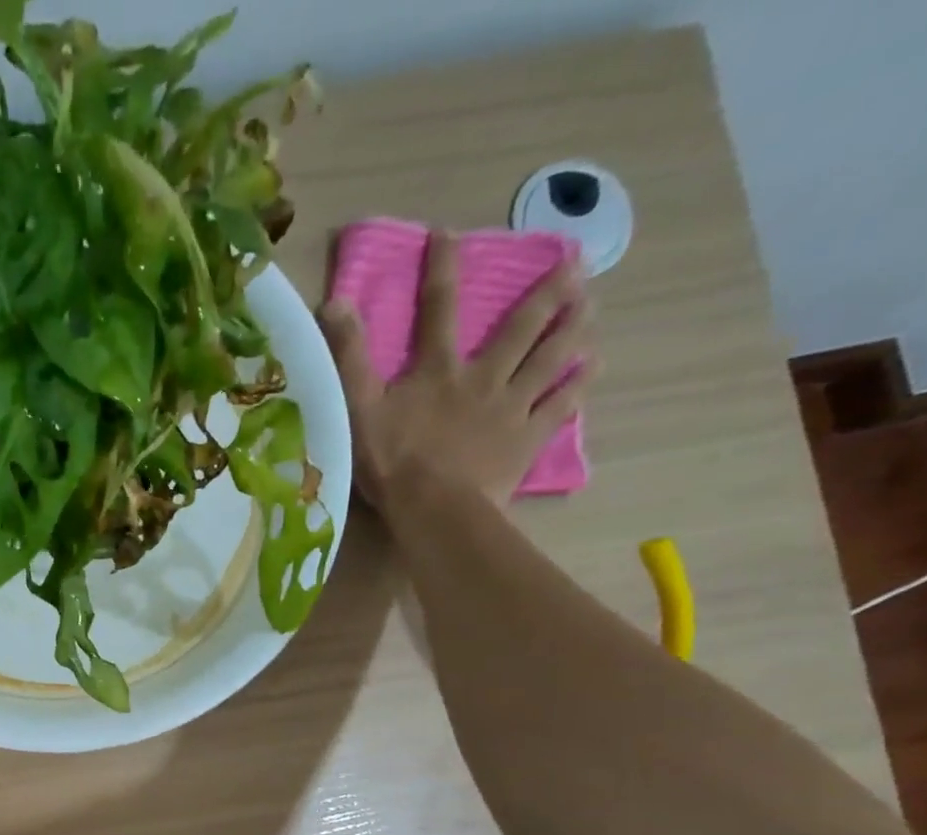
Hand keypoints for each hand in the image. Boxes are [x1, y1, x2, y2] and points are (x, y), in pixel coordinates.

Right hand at [317, 230, 594, 509]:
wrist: (434, 508)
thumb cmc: (392, 462)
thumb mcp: (357, 408)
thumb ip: (348, 357)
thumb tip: (334, 303)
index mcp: (437, 369)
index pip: (438, 308)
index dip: (441, 269)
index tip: (448, 234)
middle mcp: (482, 377)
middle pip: (520, 328)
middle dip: (546, 292)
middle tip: (575, 262)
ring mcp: (510, 408)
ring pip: (549, 359)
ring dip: (572, 329)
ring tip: (591, 306)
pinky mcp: (526, 439)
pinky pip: (559, 406)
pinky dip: (576, 386)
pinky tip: (591, 369)